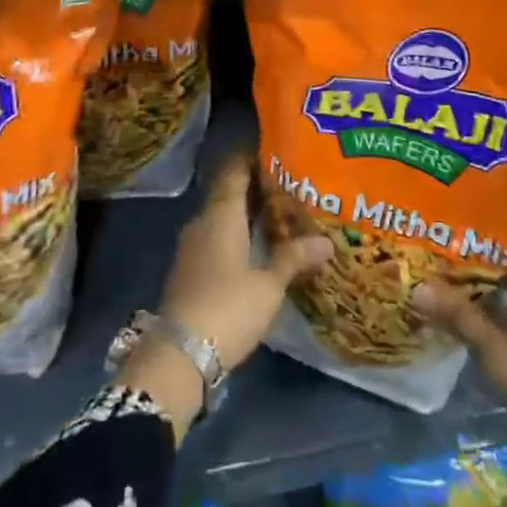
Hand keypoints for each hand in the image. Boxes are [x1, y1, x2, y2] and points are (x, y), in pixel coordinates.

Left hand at [159, 151, 331, 369]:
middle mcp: (203, 221)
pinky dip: (238, 235)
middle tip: (293, 186)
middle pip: (230, 192)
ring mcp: (193, 246)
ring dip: (248, 213)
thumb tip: (327, 241)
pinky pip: (217, 238)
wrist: (179, 355)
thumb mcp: (268, 285)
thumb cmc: (227, 308)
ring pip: (223, 217)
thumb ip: (294, 258)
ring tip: (283, 215)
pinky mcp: (191, 269)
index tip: (279, 152)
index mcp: (221, 213)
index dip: (254, 157)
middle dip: (258, 187)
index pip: (235, 170)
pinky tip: (259, 247)